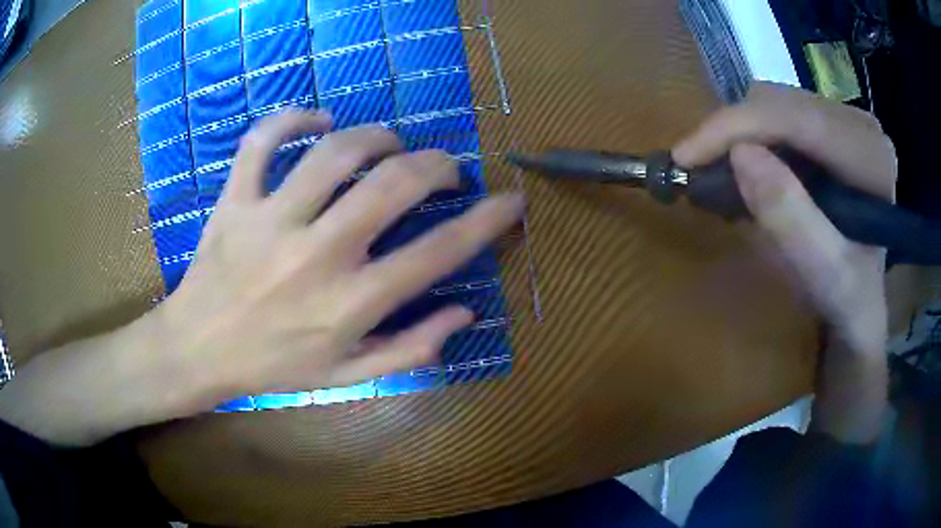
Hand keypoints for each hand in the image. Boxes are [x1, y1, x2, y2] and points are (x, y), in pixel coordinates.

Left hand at [158, 111, 524, 411]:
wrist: (199, 350)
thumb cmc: (273, 366)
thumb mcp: (347, 375)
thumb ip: (411, 349)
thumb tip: (465, 312)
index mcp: (349, 304)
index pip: (438, 253)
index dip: (486, 221)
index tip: (510, 200)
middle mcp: (316, 255)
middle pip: (394, 185)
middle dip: (437, 165)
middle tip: (446, 168)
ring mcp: (270, 220)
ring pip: (335, 152)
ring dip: (377, 136)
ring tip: (391, 144)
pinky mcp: (234, 200)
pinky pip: (262, 141)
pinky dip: (291, 119)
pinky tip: (317, 119)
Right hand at [672, 82, 894, 442]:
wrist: (861, 305)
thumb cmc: (848, 300)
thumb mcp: (825, 276)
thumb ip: (793, 221)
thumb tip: (739, 155)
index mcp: (871, 157)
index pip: (797, 118)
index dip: (737, 127)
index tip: (685, 156)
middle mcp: (861, 125)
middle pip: (782, 101)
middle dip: (732, 130)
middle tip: (697, 168)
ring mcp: (845, 120)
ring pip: (775, 101)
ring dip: (738, 132)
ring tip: (718, 170)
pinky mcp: (830, 126)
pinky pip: (779, 112)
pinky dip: (751, 135)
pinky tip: (744, 165)